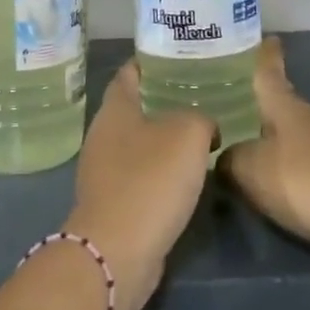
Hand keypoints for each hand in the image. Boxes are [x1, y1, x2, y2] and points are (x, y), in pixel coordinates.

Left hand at [65, 60, 215, 309]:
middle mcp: (103, 135)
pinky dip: (161, 171)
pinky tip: (187, 175)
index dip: (150, 62)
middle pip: (134, 107)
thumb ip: (201, 119)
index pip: (129, 73)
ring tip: (201, 133)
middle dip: (163, 100)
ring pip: (139, 143)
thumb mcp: (188, 134)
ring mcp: (104, 171)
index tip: (177, 57)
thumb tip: (205, 127)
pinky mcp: (113, 203)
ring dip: (164, 139)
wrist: (118, 251)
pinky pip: (140, 175)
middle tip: (200, 94)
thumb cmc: (150, 180)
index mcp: (115, 109)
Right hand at [222, 38, 309, 258]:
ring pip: (291, 132)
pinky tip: (271, 177)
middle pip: (280, 102)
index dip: (264, 54)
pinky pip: (302, 159)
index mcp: (284, 105)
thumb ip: (229, 158)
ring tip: (244, 142)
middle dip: (258, 101)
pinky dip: (285, 162)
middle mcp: (307, 117)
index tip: (264, 37)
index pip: (269, 71)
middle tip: (229, 100)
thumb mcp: (251, 169)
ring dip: (271, 134)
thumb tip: (221, 155)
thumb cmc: (304, 180)